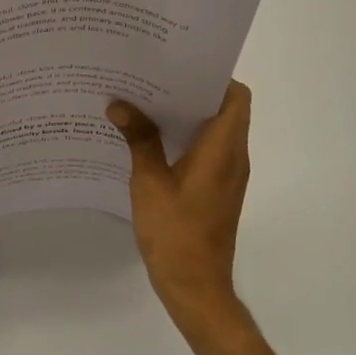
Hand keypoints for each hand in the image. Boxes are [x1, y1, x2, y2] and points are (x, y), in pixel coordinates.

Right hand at [108, 81, 251, 338]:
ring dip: (188, 115)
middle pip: (225, 110)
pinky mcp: (218, 190)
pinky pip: (208, 151)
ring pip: (216, 131)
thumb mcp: (149, 182)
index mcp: (222, 150)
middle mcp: (233, 158)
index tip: (180, 67)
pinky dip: (186, 138)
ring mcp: (228, 176)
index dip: (214, 77)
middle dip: (193, 92)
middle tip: (154, 79)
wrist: (195, 287)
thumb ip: (139, 140)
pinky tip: (151, 139)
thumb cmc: (175, 233)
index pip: (236, 97)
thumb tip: (120, 105)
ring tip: (147, 102)